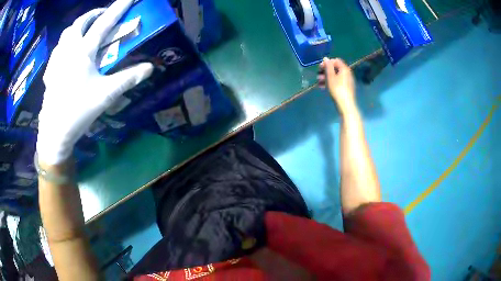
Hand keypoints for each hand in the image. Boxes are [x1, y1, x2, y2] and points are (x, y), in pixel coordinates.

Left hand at [37, 0, 153, 164]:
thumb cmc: (78, 112)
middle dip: (93, 14)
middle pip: (80, 22)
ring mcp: (56, 60)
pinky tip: (68, 52)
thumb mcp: (106, 95)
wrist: (54, 133)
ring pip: (66, 33)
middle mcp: (68, 50)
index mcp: (83, 52)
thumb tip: (150, 68)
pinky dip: (66, 43)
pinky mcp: (50, 72)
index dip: (119, 7)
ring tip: (85, 30)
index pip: (104, 22)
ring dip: (78, 27)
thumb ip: (128, 78)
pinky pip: (58, 48)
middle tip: (102, 16)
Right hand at [318, 58, 355, 113]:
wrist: (345, 104)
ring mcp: (347, 81)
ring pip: (335, 76)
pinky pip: (337, 82)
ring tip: (319, 83)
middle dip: (325, 71)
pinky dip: (330, 83)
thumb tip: (326, 58)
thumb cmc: (337, 89)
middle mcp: (347, 73)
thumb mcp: (330, 77)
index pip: (335, 61)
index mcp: (344, 69)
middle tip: (318, 76)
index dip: (327, 63)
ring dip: (326, 78)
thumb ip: (328, 66)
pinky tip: (323, 88)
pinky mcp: (346, 87)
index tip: (320, 68)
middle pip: (335, 68)